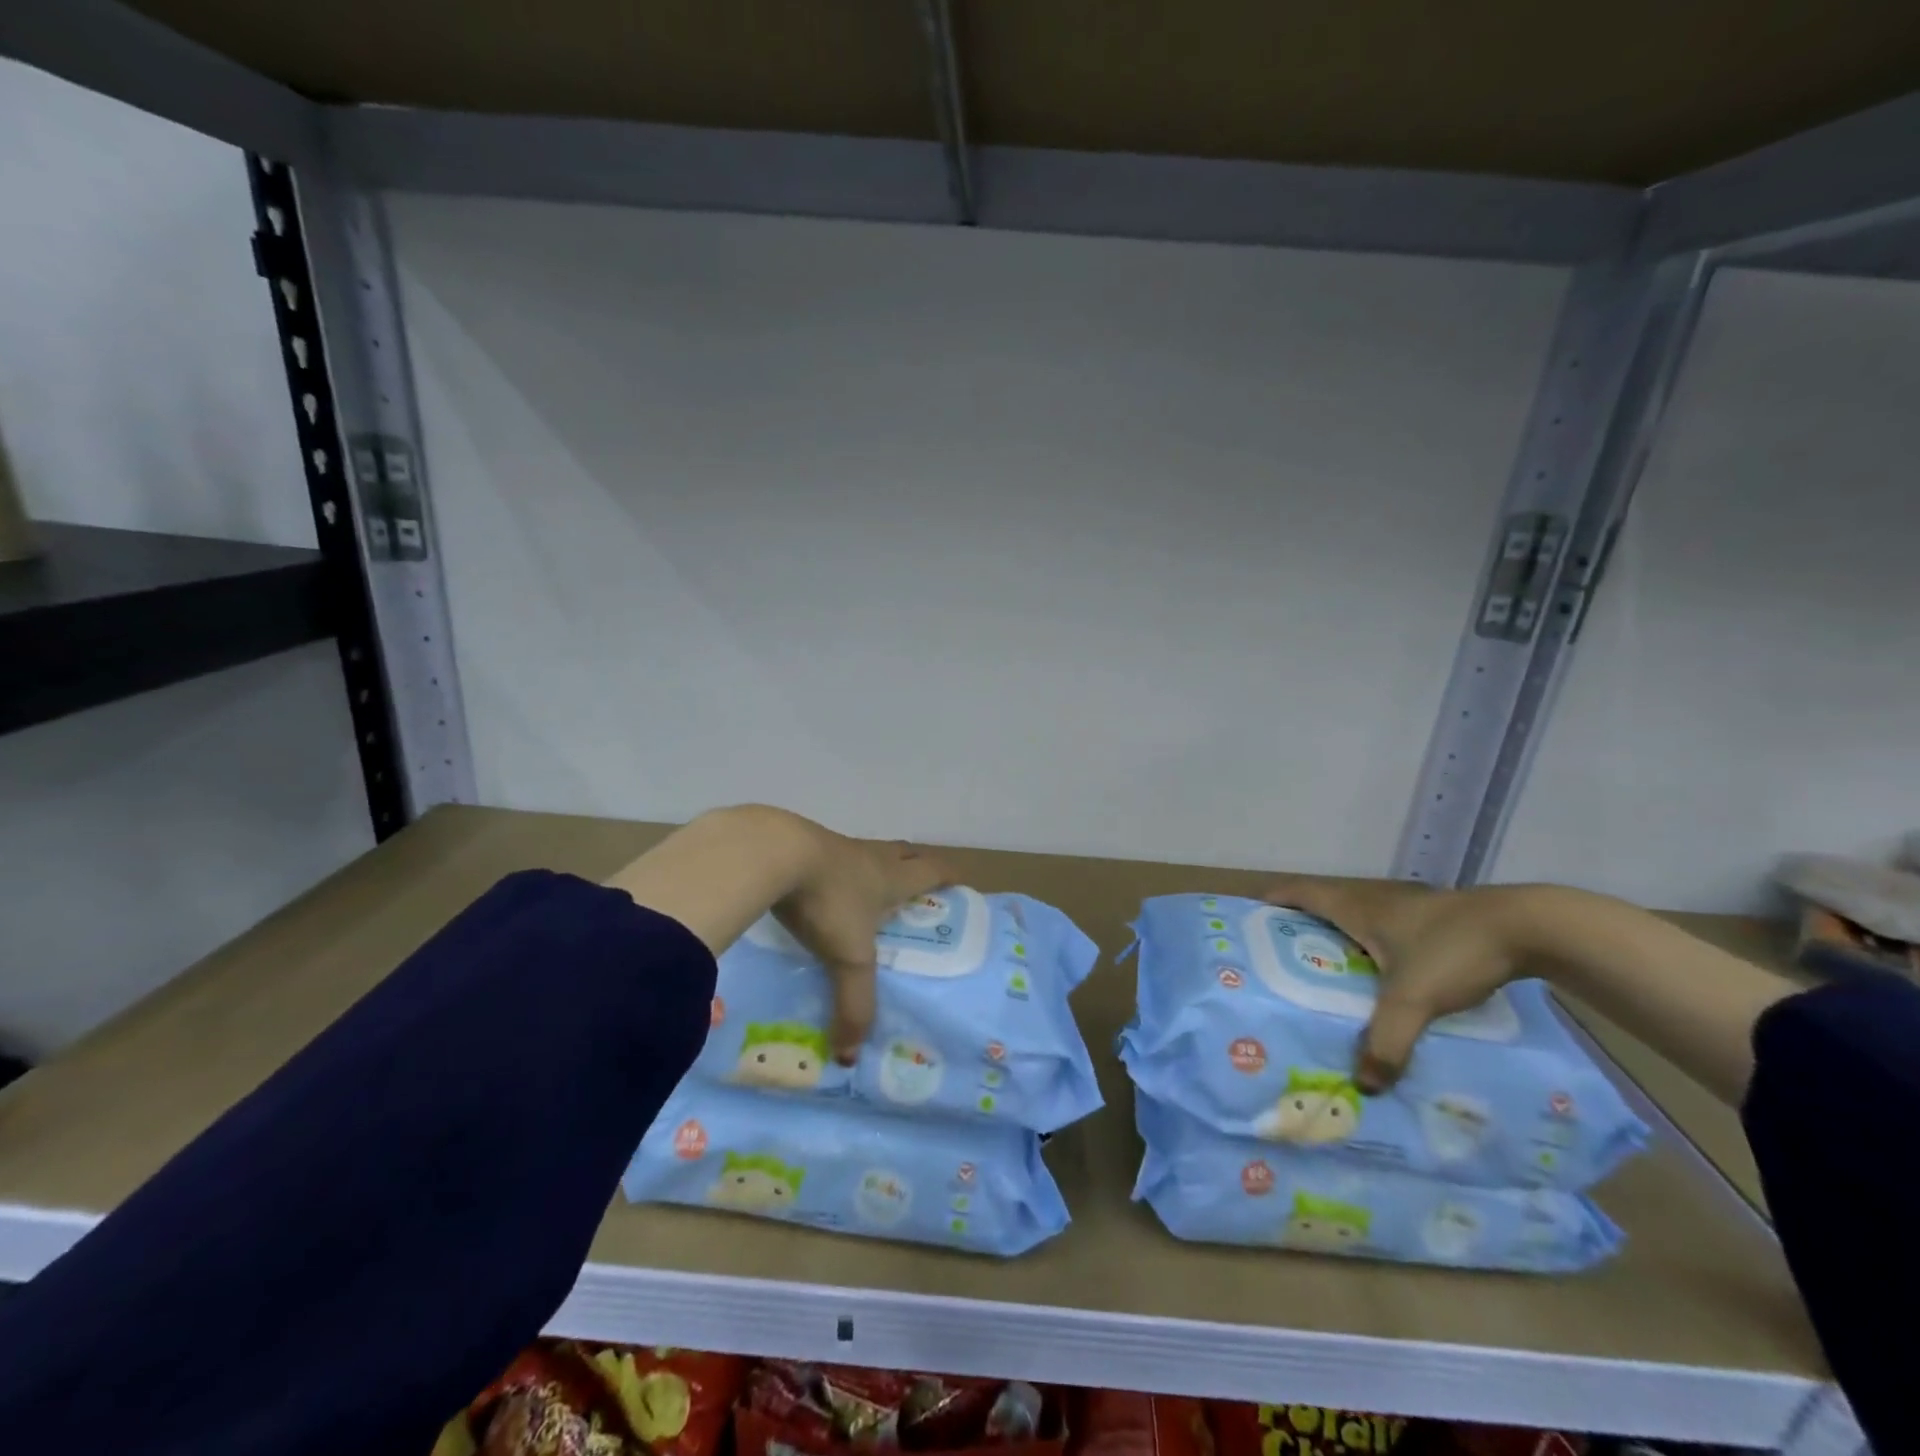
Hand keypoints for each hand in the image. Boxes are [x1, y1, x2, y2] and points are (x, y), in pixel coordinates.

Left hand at [774, 827, 952, 1063]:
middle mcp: (871, 858)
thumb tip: (851, 1056)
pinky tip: (825, 894)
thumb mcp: (848, 958)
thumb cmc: (829, 900)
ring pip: (869, 854)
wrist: (776, 855)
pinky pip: (833, 858)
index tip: (959, 884)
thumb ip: (854, 1004)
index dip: (948, 876)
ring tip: (871, 897)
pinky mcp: (806, 847)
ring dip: (876, 869)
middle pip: (905, 853)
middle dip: (916, 867)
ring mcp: (837, 848)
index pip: (933, 870)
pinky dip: (838, 874)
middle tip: (919, 889)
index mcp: (893, 877)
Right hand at [1263, 877, 1529, 1091]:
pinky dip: (1370, 946)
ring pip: (1356, 917)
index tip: (1250, 921)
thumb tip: (1363, 1086)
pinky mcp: (1433, 919)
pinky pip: (1385, 929)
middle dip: (1299, 927)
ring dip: (1336, 936)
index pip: (1298, 892)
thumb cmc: (1452, 948)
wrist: (1527, 927)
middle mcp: (1373, 899)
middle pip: (1322, 904)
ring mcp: (1405, 906)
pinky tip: (1382, 978)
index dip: (1272, 902)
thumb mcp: (1414, 1000)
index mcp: (1354, 905)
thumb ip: (1386, 1041)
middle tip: (1283, 961)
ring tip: (1325, 975)